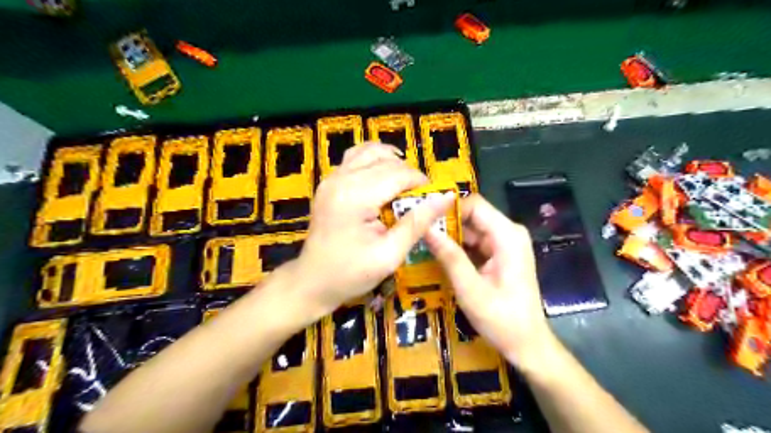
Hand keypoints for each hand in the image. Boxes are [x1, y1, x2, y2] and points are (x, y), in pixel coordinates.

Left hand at [295, 142, 453, 318]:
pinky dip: (374, 162)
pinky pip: (356, 158)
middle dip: (409, 175)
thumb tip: (446, 197)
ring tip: (403, 187)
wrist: (312, 281)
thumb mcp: (389, 254)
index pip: (398, 174)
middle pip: (386, 160)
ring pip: (370, 151)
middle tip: (419, 198)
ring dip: (392, 163)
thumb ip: (417, 223)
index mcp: (355, 196)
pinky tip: (383, 180)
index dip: (421, 183)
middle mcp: (341, 178)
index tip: (434, 199)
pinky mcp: (329, 182)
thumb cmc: (350, 274)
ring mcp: (331, 178)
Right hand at [424, 194, 557, 369]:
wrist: (527, 344)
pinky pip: (474, 242)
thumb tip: (425, 228)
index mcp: (507, 236)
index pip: (474, 205)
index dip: (448, 209)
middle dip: (445, 223)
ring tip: (422, 242)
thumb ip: (449, 256)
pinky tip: (438, 254)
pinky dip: (457, 247)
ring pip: (471, 228)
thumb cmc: (502, 320)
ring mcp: (505, 243)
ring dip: (449, 236)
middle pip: (472, 215)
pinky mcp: (500, 254)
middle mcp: (508, 233)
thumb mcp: (470, 289)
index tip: (423, 219)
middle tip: (417, 233)